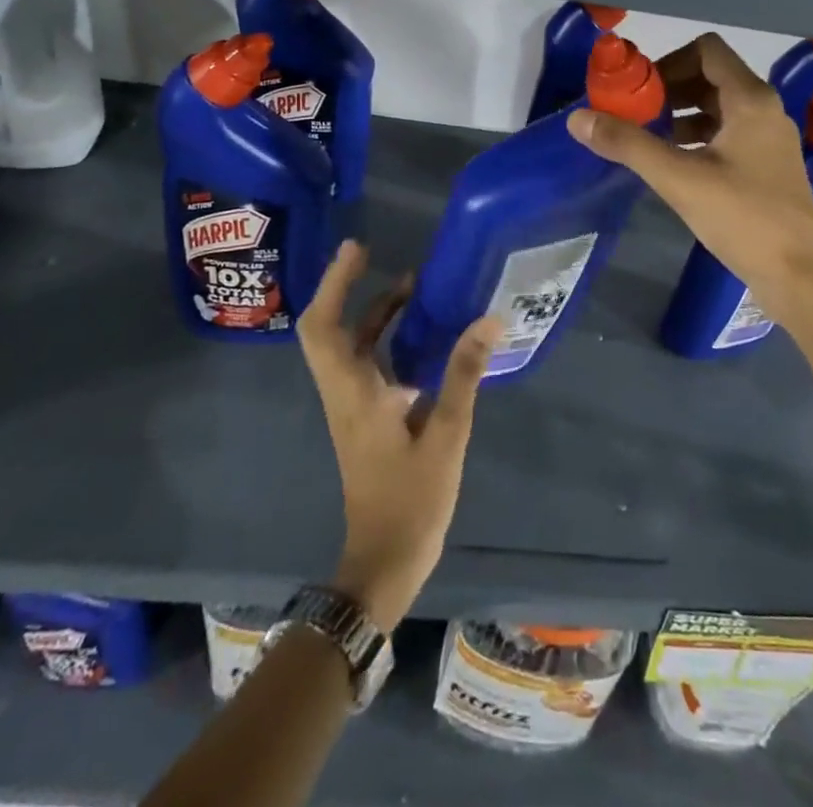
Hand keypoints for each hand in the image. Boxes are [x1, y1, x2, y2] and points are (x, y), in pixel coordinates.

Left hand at [296, 242, 500, 630]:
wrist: (384, 564)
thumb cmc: (411, 501)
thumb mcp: (446, 435)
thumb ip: (463, 374)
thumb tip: (488, 319)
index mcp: (353, 393)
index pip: (324, 327)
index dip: (335, 284)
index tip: (357, 249)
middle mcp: (345, 392)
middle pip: (328, 329)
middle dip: (346, 287)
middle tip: (373, 255)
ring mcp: (354, 405)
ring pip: (350, 345)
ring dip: (372, 311)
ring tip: (412, 283)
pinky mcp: (367, 417)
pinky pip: (369, 362)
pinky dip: (386, 337)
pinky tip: (424, 333)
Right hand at [567, 33, 812, 317]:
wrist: (799, 274)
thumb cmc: (743, 217)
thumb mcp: (679, 179)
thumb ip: (628, 144)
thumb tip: (578, 118)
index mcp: (750, 99)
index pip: (706, 50)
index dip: (667, 61)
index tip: (638, 90)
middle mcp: (764, 109)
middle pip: (711, 76)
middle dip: (669, 90)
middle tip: (635, 114)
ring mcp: (768, 138)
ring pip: (718, 107)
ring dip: (681, 114)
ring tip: (648, 138)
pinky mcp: (767, 165)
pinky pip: (727, 133)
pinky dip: (697, 137)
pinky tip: (673, 162)